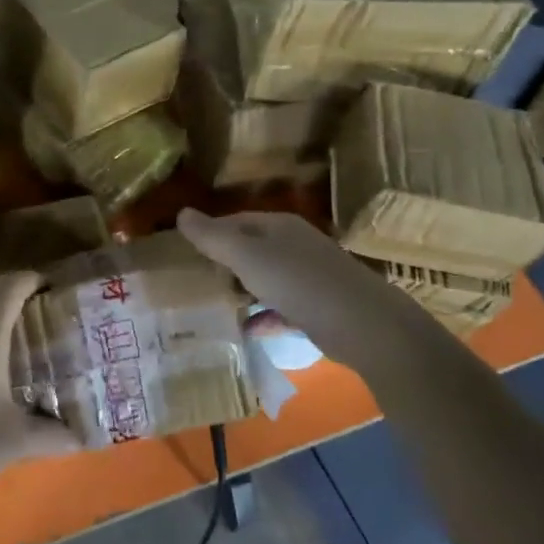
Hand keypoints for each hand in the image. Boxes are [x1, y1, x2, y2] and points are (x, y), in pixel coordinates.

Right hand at [176, 207, 424, 368]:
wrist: (362, 323)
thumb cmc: (299, 281)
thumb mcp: (247, 256)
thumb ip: (213, 237)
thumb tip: (181, 213)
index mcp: (278, 226)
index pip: (235, 221)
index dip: (210, 234)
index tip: (184, 254)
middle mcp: (294, 245)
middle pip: (250, 249)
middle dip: (224, 265)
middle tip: (195, 285)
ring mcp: (309, 276)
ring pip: (266, 279)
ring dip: (242, 291)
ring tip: (214, 307)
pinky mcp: (318, 307)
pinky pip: (281, 308)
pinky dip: (263, 316)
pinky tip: (246, 330)